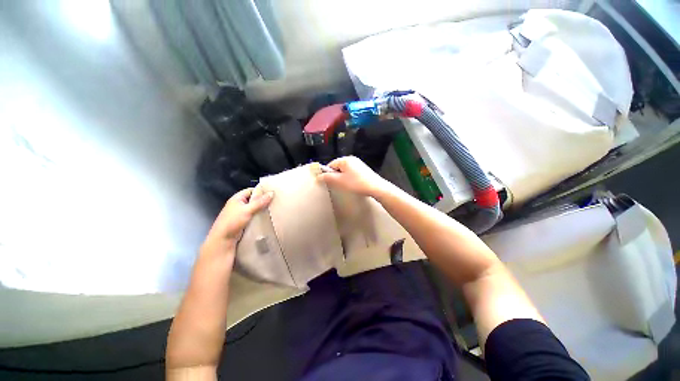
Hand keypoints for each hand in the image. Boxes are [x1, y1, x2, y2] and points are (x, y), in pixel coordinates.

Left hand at [202, 188, 273, 254]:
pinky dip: (259, 216)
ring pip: (254, 208)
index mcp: (237, 198)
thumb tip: (272, 193)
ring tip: (273, 209)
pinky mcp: (243, 221)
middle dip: (263, 201)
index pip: (251, 190)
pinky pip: (254, 216)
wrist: (223, 240)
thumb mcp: (247, 210)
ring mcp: (241, 213)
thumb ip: (260, 202)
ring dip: (262, 209)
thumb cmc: (232, 222)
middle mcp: (239, 204)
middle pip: (253, 199)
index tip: (272, 193)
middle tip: (275, 201)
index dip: (261, 191)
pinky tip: (267, 217)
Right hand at [317, 156, 390, 196]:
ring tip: (345, 185)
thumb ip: (328, 178)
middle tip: (338, 185)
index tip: (329, 183)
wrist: (376, 187)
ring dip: (343, 177)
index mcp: (345, 160)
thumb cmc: (356, 183)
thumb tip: (318, 176)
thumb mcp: (340, 181)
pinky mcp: (363, 169)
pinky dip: (349, 177)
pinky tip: (352, 184)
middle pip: (338, 167)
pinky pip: (351, 172)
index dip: (328, 173)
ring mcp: (358, 163)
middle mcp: (352, 159)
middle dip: (336, 175)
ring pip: (345, 170)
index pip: (331, 164)